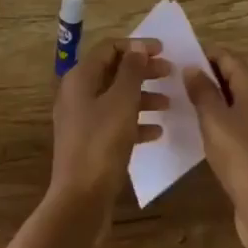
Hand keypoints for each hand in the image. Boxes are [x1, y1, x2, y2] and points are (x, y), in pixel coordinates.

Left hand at [49, 39, 170, 230]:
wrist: (80, 201)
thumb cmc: (101, 144)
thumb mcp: (122, 102)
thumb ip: (131, 71)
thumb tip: (138, 46)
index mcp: (80, 78)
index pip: (109, 48)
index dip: (137, 46)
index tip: (164, 50)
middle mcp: (77, 94)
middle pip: (113, 71)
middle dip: (142, 70)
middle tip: (170, 73)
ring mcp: (82, 120)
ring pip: (116, 98)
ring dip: (142, 97)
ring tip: (169, 103)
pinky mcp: (89, 143)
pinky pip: (115, 122)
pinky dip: (135, 122)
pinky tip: (157, 132)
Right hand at [184, 51, 247, 247]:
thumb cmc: (240, 156)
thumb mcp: (214, 120)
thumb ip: (202, 91)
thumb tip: (192, 67)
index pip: (227, 58)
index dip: (203, 56)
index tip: (176, 61)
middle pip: (231, 78)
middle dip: (205, 78)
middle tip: (173, 82)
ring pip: (233, 102)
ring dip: (210, 101)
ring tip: (180, 105)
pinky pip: (235, 124)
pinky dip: (218, 122)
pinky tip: (198, 133)